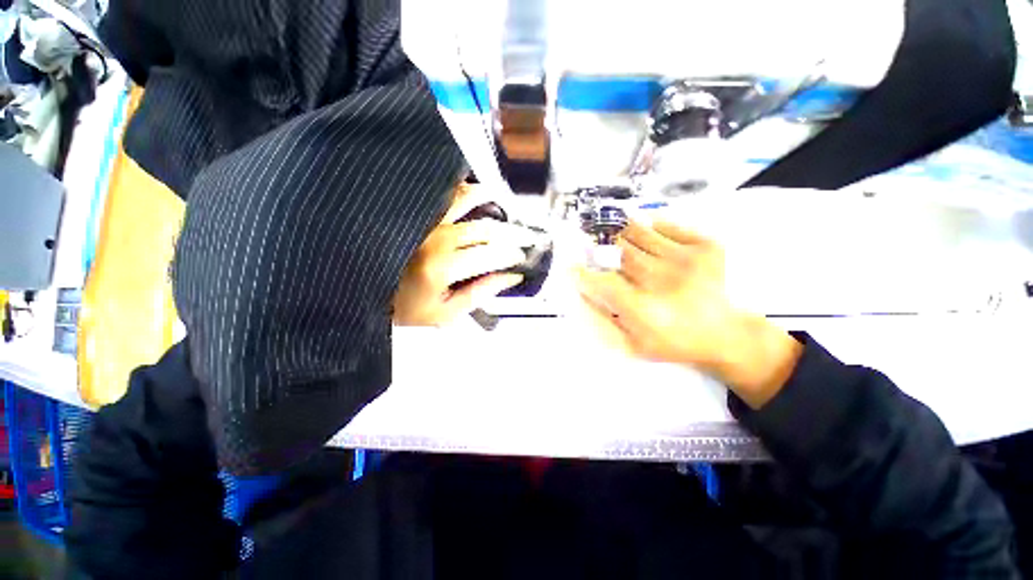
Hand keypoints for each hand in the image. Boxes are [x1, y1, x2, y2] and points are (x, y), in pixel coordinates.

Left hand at [394, 183, 534, 325]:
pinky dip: (460, 188)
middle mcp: (437, 238)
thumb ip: (481, 292)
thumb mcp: (447, 313)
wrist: (363, 293)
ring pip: (466, 199)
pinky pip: (441, 193)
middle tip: (528, 236)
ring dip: (491, 199)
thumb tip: (511, 277)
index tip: (524, 257)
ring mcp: (425, 222)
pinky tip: (472, 190)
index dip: (513, 255)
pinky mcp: (416, 215)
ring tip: (507, 203)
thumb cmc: (407, 309)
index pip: (492, 255)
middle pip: (486, 229)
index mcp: (444, 267)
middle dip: (513, 233)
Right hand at [574, 219, 801, 407]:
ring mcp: (687, 260)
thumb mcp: (632, 345)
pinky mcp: (706, 247)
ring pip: (640, 233)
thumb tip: (581, 294)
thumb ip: (602, 322)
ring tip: (623, 242)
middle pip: (620, 251)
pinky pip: (667, 225)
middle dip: (604, 249)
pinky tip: (651, 240)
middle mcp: (662, 281)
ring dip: (624, 235)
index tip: (573, 268)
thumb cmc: (672, 342)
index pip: (602, 283)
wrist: (724, 333)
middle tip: (601, 251)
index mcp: (644, 310)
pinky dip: (652, 228)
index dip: (583, 273)